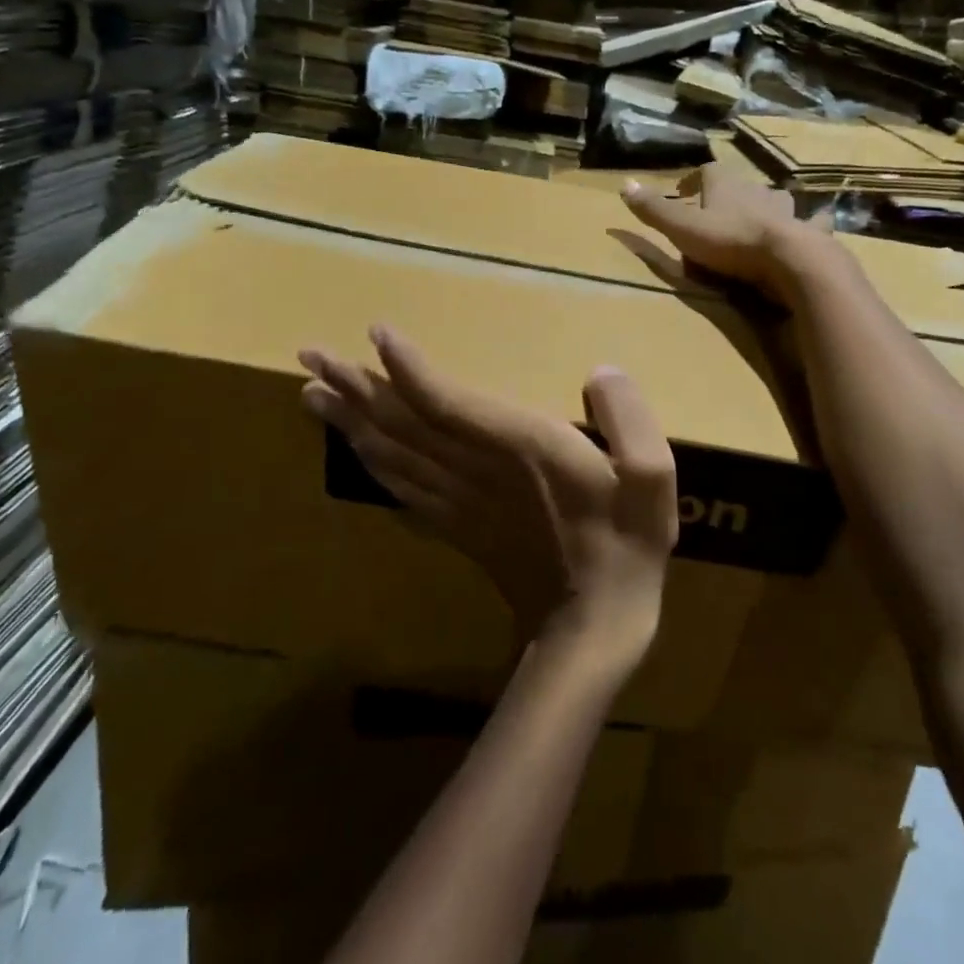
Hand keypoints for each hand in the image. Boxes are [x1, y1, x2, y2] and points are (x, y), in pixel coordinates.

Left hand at [298, 328, 678, 665]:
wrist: (591, 630)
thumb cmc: (625, 546)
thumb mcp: (653, 478)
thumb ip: (630, 419)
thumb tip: (600, 372)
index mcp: (520, 449)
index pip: (447, 403)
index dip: (408, 369)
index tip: (375, 333)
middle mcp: (475, 470)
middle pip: (401, 424)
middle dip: (354, 387)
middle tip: (309, 355)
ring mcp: (457, 502)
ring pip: (391, 455)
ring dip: (349, 421)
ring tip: (311, 392)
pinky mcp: (454, 525)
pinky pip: (400, 489)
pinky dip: (369, 464)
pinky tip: (351, 448)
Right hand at [620, 163, 832, 298]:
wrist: (788, 259)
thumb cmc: (730, 241)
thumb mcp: (682, 228)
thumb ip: (653, 210)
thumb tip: (623, 184)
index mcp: (725, 185)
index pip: (706, 172)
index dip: (693, 181)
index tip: (684, 193)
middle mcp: (757, 189)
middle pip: (739, 186)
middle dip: (728, 196)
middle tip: (717, 213)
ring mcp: (786, 210)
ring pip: (774, 200)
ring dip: (765, 207)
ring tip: (757, 220)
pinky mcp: (808, 231)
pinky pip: (814, 221)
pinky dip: (813, 222)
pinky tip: (817, 224)